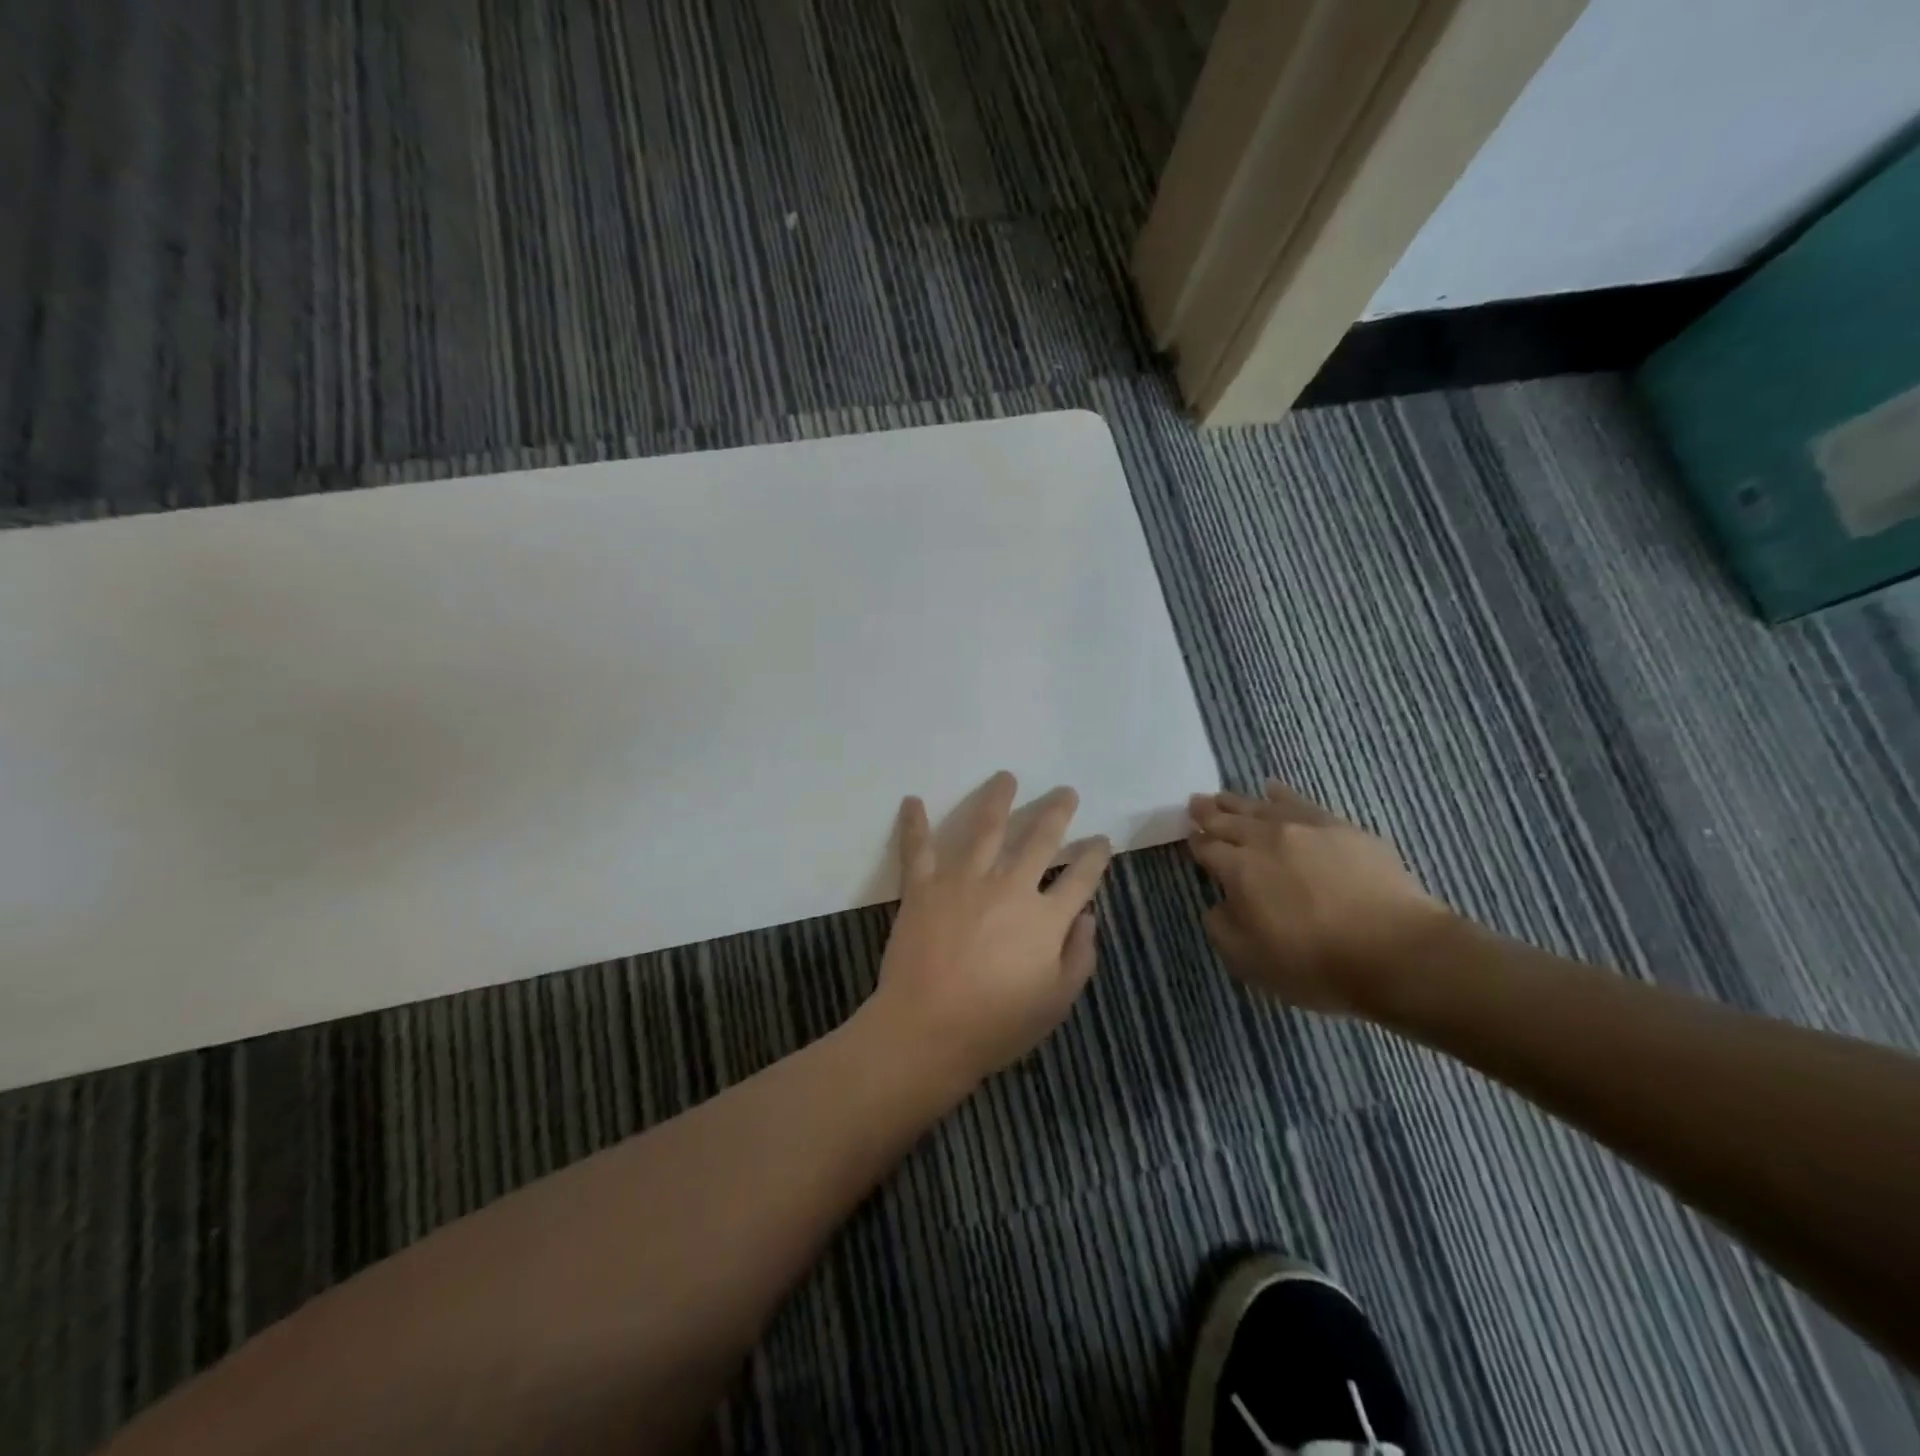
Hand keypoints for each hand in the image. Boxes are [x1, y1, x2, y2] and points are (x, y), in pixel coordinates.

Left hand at [867, 771, 1112, 1091]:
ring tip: (1006, 777)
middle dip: (1057, 812)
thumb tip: (1087, 916)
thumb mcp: (1056, 1002)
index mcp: (1045, 918)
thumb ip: (1079, 956)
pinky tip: (913, 800)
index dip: (1095, 856)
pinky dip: (914, 824)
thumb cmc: (996, 1024)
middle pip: (1040, 839)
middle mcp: (1009, 887)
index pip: (1080, 877)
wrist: (927, 1030)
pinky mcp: (924, 887)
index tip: (1102, 840)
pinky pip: (918, 848)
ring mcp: (963, 881)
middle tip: (1066, 792)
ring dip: (998, 799)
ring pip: (985, 828)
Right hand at [1187, 780, 1451, 1012]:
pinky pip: (1300, 801)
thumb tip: (1218, 905)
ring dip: (1237, 801)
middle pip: (1228, 819)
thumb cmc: (1316, 964)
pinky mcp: (1341, 827)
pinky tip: (1273, 788)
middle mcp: (1265, 839)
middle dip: (1208, 812)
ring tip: (1223, 796)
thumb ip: (1222, 928)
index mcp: (1238, 870)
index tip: (1190, 837)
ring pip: (1260, 806)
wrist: (1398, 952)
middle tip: (1195, 803)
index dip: (1195, 842)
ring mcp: (1305, 828)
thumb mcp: (1250, 961)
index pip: (1207, 848)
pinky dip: (1281, 793)